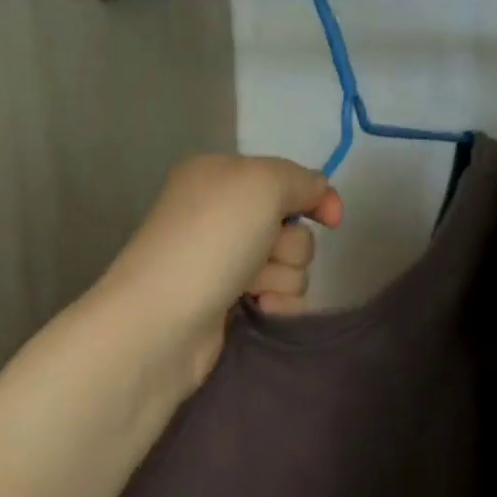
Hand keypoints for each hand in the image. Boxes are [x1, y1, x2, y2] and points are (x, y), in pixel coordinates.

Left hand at [104, 153, 342, 384]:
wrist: (164, 320)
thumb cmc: (211, 242)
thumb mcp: (261, 185)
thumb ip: (300, 180)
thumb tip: (322, 195)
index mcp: (222, 176)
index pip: (287, 179)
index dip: (315, 197)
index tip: (332, 220)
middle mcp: (222, 215)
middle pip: (293, 226)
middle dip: (290, 246)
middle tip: (263, 255)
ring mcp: (225, 262)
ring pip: (290, 265)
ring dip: (283, 278)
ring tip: (252, 289)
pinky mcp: (231, 301)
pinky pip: (279, 296)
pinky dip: (277, 303)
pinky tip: (259, 310)